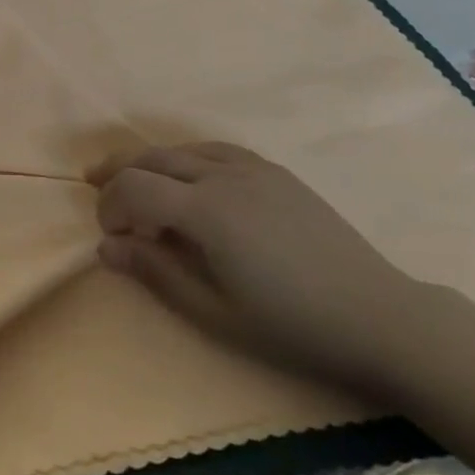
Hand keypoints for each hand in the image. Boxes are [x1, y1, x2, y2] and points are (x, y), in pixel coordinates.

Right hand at [91, 143, 422, 398]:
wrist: (378, 317)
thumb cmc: (291, 326)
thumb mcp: (214, 312)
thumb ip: (155, 272)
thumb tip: (105, 247)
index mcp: (206, 210)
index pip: (135, 187)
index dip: (111, 205)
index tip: (108, 234)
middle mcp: (223, 174)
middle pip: (153, 158)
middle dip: (118, 172)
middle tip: (95, 190)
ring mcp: (252, 167)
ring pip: (182, 149)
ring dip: (150, 162)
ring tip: (132, 179)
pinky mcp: (274, 171)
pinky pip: (215, 150)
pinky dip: (186, 158)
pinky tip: (187, 177)